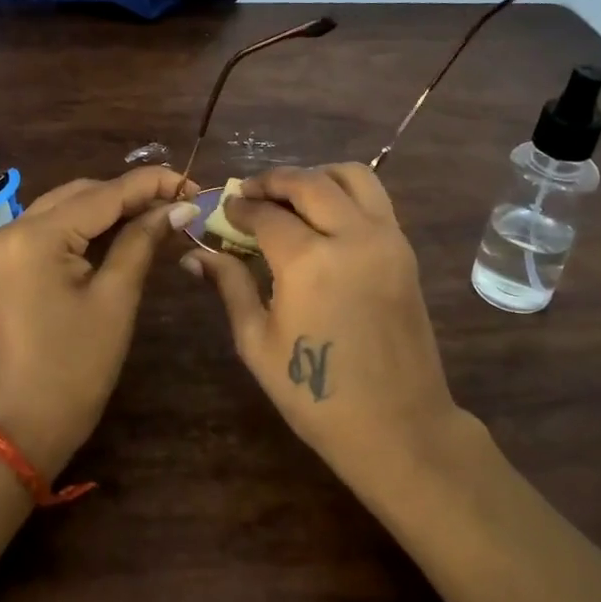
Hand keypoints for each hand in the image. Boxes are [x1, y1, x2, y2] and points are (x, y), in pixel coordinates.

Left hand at [0, 166, 199, 477]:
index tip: (191, 183)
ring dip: (109, 208)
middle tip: (178, 204)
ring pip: (64, 208)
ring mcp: (0, 246)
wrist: (28, 423)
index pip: (102, 195)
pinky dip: (85, 227)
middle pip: (80, 194)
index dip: (150, 185)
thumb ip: (143, 241)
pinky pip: (49, 230)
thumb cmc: (78, 366)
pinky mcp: (2, 263)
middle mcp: (9, 230)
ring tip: (157, 214)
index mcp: (34, 238)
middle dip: (130, 195)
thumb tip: (180, 207)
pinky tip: (120, 230)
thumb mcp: (116, 298)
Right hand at [182, 164, 465, 484]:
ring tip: (291, 196)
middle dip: (273, 180)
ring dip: (316, 176)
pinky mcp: (405, 250)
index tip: (224, 209)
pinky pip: (375, 200)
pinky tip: (325, 217)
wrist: (397, 425)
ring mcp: (386, 239)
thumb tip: (194, 255)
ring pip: (352, 176)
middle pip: (309, 183)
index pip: (266, 213)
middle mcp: (351, 236)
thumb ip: (230, 286)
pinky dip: (346, 193)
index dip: (239, 207)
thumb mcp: (258, 342)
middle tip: (250, 192)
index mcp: (308, 261)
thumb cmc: (316, 394)